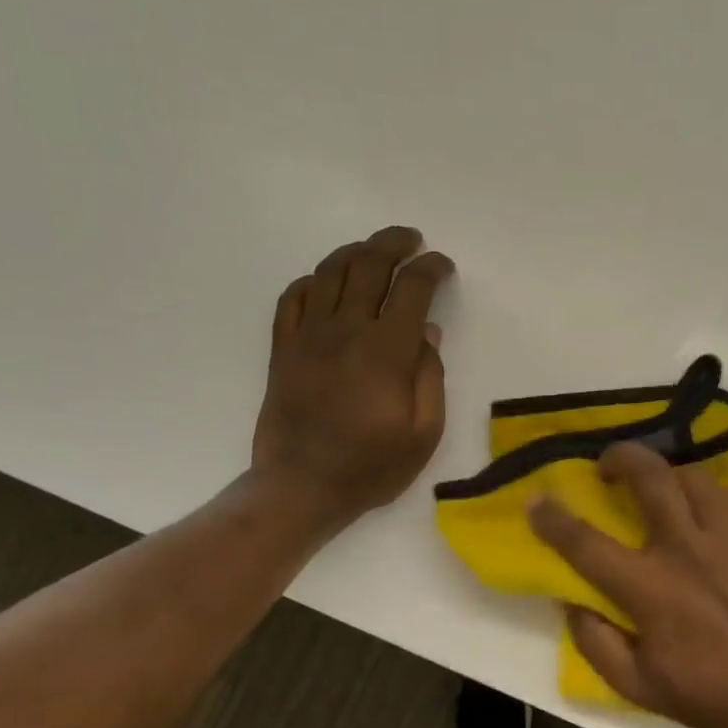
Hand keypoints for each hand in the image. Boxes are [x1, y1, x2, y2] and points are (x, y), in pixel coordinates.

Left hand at [252, 226, 454, 522]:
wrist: (301, 487)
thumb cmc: (371, 466)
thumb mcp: (424, 433)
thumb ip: (431, 377)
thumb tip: (428, 332)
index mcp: (387, 350)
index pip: (412, 288)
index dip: (431, 268)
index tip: (443, 266)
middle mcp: (346, 329)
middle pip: (369, 265)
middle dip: (395, 243)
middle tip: (412, 240)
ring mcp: (308, 335)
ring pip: (330, 271)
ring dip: (355, 252)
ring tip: (373, 250)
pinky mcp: (284, 348)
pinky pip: (293, 297)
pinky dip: (313, 280)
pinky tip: (326, 283)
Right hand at [528, 442, 727, 727]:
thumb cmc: (712, 692)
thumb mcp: (638, 687)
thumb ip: (595, 642)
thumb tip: (571, 601)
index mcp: (649, 587)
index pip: (586, 543)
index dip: (553, 518)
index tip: (537, 499)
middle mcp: (685, 547)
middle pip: (647, 475)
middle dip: (619, 458)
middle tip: (607, 468)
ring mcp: (727, 533)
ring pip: (690, 474)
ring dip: (665, 474)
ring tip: (658, 488)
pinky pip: (726, 491)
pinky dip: (705, 492)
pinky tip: (703, 508)